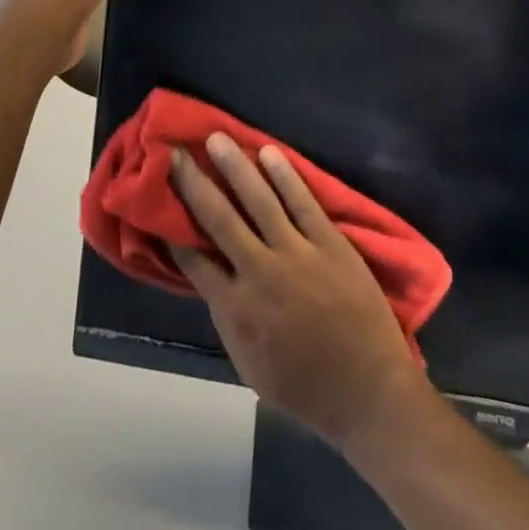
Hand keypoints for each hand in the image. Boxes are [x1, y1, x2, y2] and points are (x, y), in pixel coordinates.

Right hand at [171, 133, 424, 451]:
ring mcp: (297, 253)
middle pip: (218, 218)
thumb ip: (228, 320)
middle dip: (193, 183)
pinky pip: (303, 201)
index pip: (194, 259)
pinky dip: (285, 175)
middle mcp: (260, 273)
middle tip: (174, 152)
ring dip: (235, 166)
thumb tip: (211, 281)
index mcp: (237, 309)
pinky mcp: (330, 242)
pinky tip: (268, 151)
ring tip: (216, 137)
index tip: (159, 199)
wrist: (369, 392)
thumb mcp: (250, 367)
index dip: (173, 228)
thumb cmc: (306, 388)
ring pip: (259, 200)